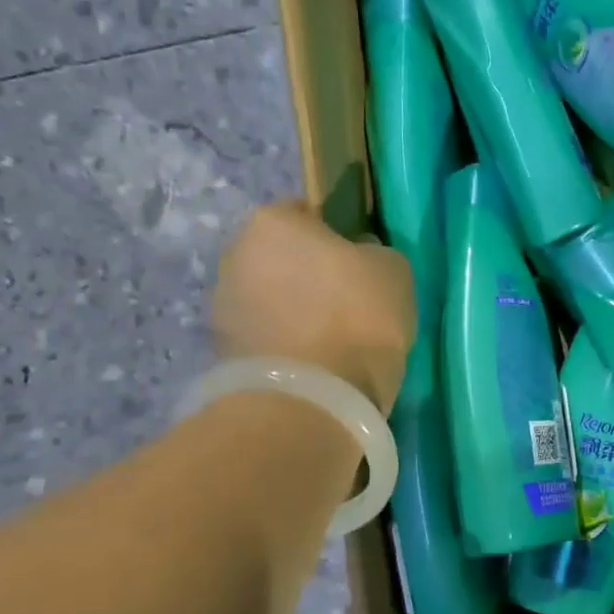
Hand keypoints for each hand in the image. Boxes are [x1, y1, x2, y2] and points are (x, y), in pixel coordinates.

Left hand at [211, 204, 415, 413]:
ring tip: (331, 340)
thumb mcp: (393, 269)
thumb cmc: (358, 316)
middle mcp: (234, 253)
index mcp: (272, 221)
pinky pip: (264, 334)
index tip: (359, 264)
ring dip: (293, 310)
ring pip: (269, 296)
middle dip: (308, 274)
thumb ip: (372, 252)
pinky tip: (314, 363)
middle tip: (347, 302)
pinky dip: (283, 343)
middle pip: (281, 256)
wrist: (314, 399)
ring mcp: (221, 304)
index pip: (307, 213)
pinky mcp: (221, 351)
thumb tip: (357, 258)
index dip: (337, 237)